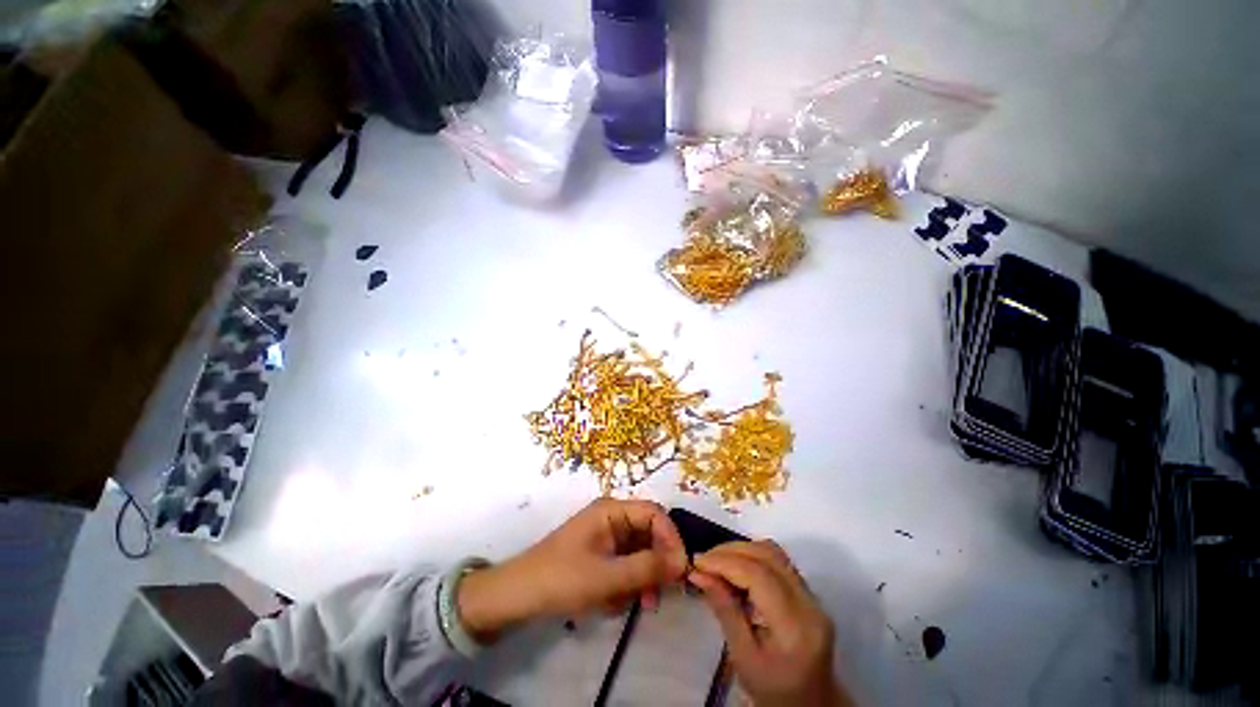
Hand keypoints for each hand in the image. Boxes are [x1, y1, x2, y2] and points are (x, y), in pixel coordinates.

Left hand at [458, 499, 687, 640]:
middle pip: (649, 533)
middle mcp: (613, 518)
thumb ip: (646, 568)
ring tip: (641, 604)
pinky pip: (626, 565)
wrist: (518, 597)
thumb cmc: (561, 579)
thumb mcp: (607, 576)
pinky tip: (616, 603)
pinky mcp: (601, 555)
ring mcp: (607, 537)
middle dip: (657, 563)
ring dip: (644, 578)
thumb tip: (683, 562)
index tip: (681, 569)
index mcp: (612, 510)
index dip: (671, 537)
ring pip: (640, 552)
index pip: (654, 514)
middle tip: (662, 593)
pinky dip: (628, 584)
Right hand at [689, 541, 851, 706]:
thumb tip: (698, 573)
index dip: (725, 562)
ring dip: (742, 550)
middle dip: (730, 551)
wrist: (812, 705)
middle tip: (703, 560)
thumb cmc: (773, 691)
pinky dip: (753, 557)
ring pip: (774, 552)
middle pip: (768, 556)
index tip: (697, 563)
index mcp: (795, 627)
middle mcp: (810, 604)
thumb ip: (724, 610)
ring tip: (716, 561)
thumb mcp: (743, 658)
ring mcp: (813, 596)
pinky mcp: (809, 592)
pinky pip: (778, 561)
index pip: (759, 576)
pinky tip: (735, 568)